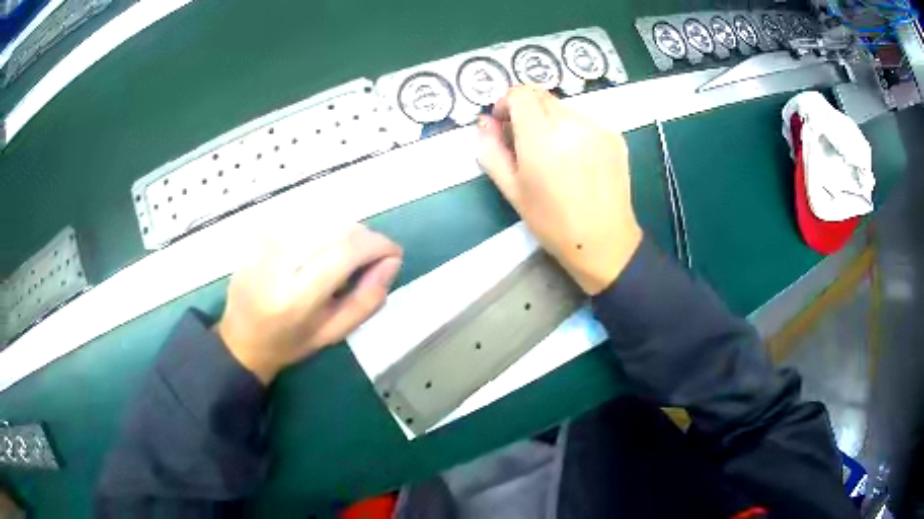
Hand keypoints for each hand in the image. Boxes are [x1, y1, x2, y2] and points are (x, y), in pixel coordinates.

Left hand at [215, 225, 402, 383]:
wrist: (240, 338)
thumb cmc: (290, 343)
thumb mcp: (334, 334)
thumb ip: (367, 299)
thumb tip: (391, 261)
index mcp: (296, 296)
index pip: (346, 250)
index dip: (378, 245)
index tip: (393, 253)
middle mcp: (278, 262)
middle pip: (337, 229)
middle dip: (365, 238)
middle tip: (373, 259)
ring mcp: (265, 243)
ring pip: (323, 220)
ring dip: (345, 234)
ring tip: (346, 258)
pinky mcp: (260, 234)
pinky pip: (304, 221)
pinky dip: (323, 232)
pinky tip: (319, 252)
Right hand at [477, 86, 642, 294]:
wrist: (604, 240)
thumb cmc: (552, 221)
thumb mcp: (512, 190)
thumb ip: (492, 151)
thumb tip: (484, 122)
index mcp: (541, 137)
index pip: (520, 94)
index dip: (506, 102)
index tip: (504, 122)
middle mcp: (571, 123)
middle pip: (541, 96)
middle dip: (527, 110)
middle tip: (525, 140)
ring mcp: (597, 127)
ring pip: (564, 108)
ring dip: (551, 120)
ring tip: (553, 153)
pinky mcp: (614, 135)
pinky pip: (585, 120)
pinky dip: (573, 130)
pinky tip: (576, 159)